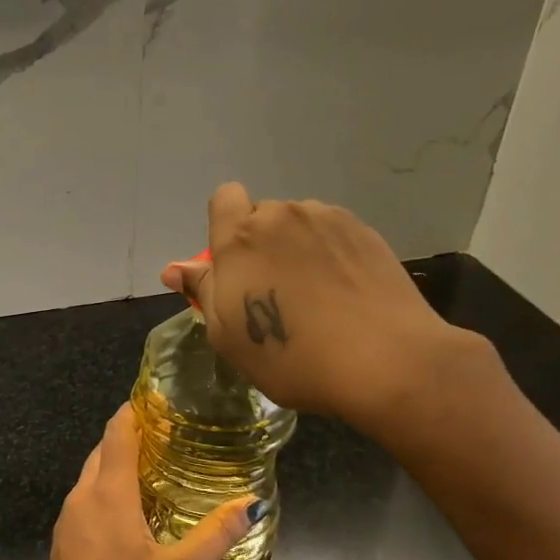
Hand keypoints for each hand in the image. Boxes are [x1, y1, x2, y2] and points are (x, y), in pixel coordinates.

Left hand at [22, 404, 254, 559]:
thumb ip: (216, 534)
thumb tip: (252, 502)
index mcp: (109, 493)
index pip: (117, 432)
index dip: (134, 410)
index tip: (159, 400)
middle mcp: (83, 497)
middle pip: (103, 450)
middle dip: (130, 436)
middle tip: (168, 436)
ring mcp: (68, 520)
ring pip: (92, 475)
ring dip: (117, 464)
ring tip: (154, 469)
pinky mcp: (64, 542)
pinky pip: (86, 500)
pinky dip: (107, 490)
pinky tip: (130, 512)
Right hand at [160, 183, 484, 436]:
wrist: (385, 361)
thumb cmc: (291, 356)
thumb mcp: (228, 335)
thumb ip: (202, 291)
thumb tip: (174, 269)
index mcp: (241, 237)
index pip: (224, 198)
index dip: (226, 225)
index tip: (236, 265)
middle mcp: (283, 216)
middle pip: (263, 217)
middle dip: (263, 246)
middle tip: (277, 294)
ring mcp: (328, 220)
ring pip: (300, 226)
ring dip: (298, 249)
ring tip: (317, 297)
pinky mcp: (365, 232)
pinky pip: (333, 235)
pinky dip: (331, 256)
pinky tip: (345, 294)